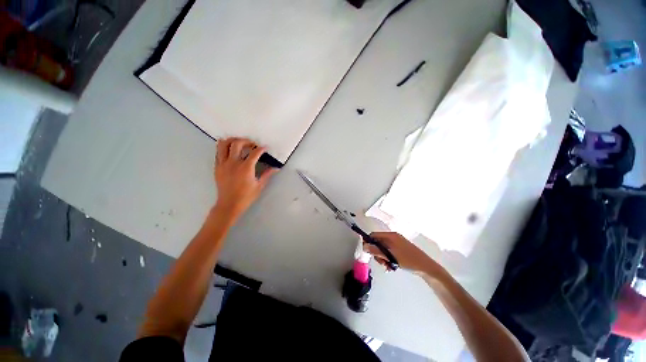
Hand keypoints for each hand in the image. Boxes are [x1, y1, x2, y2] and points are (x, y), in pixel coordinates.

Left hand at [214, 138, 277, 219]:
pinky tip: (230, 150)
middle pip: (237, 143)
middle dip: (246, 141)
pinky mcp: (217, 167)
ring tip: (239, 143)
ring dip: (232, 140)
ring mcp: (223, 164)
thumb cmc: (246, 196)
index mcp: (246, 168)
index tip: (265, 148)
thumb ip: (267, 174)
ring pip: (224, 144)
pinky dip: (224, 147)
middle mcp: (233, 163)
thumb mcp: (259, 185)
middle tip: (252, 144)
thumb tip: (276, 168)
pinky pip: (218, 152)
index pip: (254, 153)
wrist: (229, 204)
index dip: (261, 148)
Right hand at [363, 232, 442, 274]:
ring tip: (388, 266)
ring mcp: (397, 244)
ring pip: (383, 249)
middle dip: (377, 253)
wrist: (426, 267)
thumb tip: (364, 246)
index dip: (368, 242)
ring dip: (382, 258)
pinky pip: (389, 253)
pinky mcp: (400, 250)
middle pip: (378, 243)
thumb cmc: (408, 260)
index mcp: (391, 236)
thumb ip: (376, 251)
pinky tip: (391, 266)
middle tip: (381, 262)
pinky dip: (388, 259)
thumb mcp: (391, 256)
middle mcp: (393, 238)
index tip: (367, 252)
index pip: (374, 235)